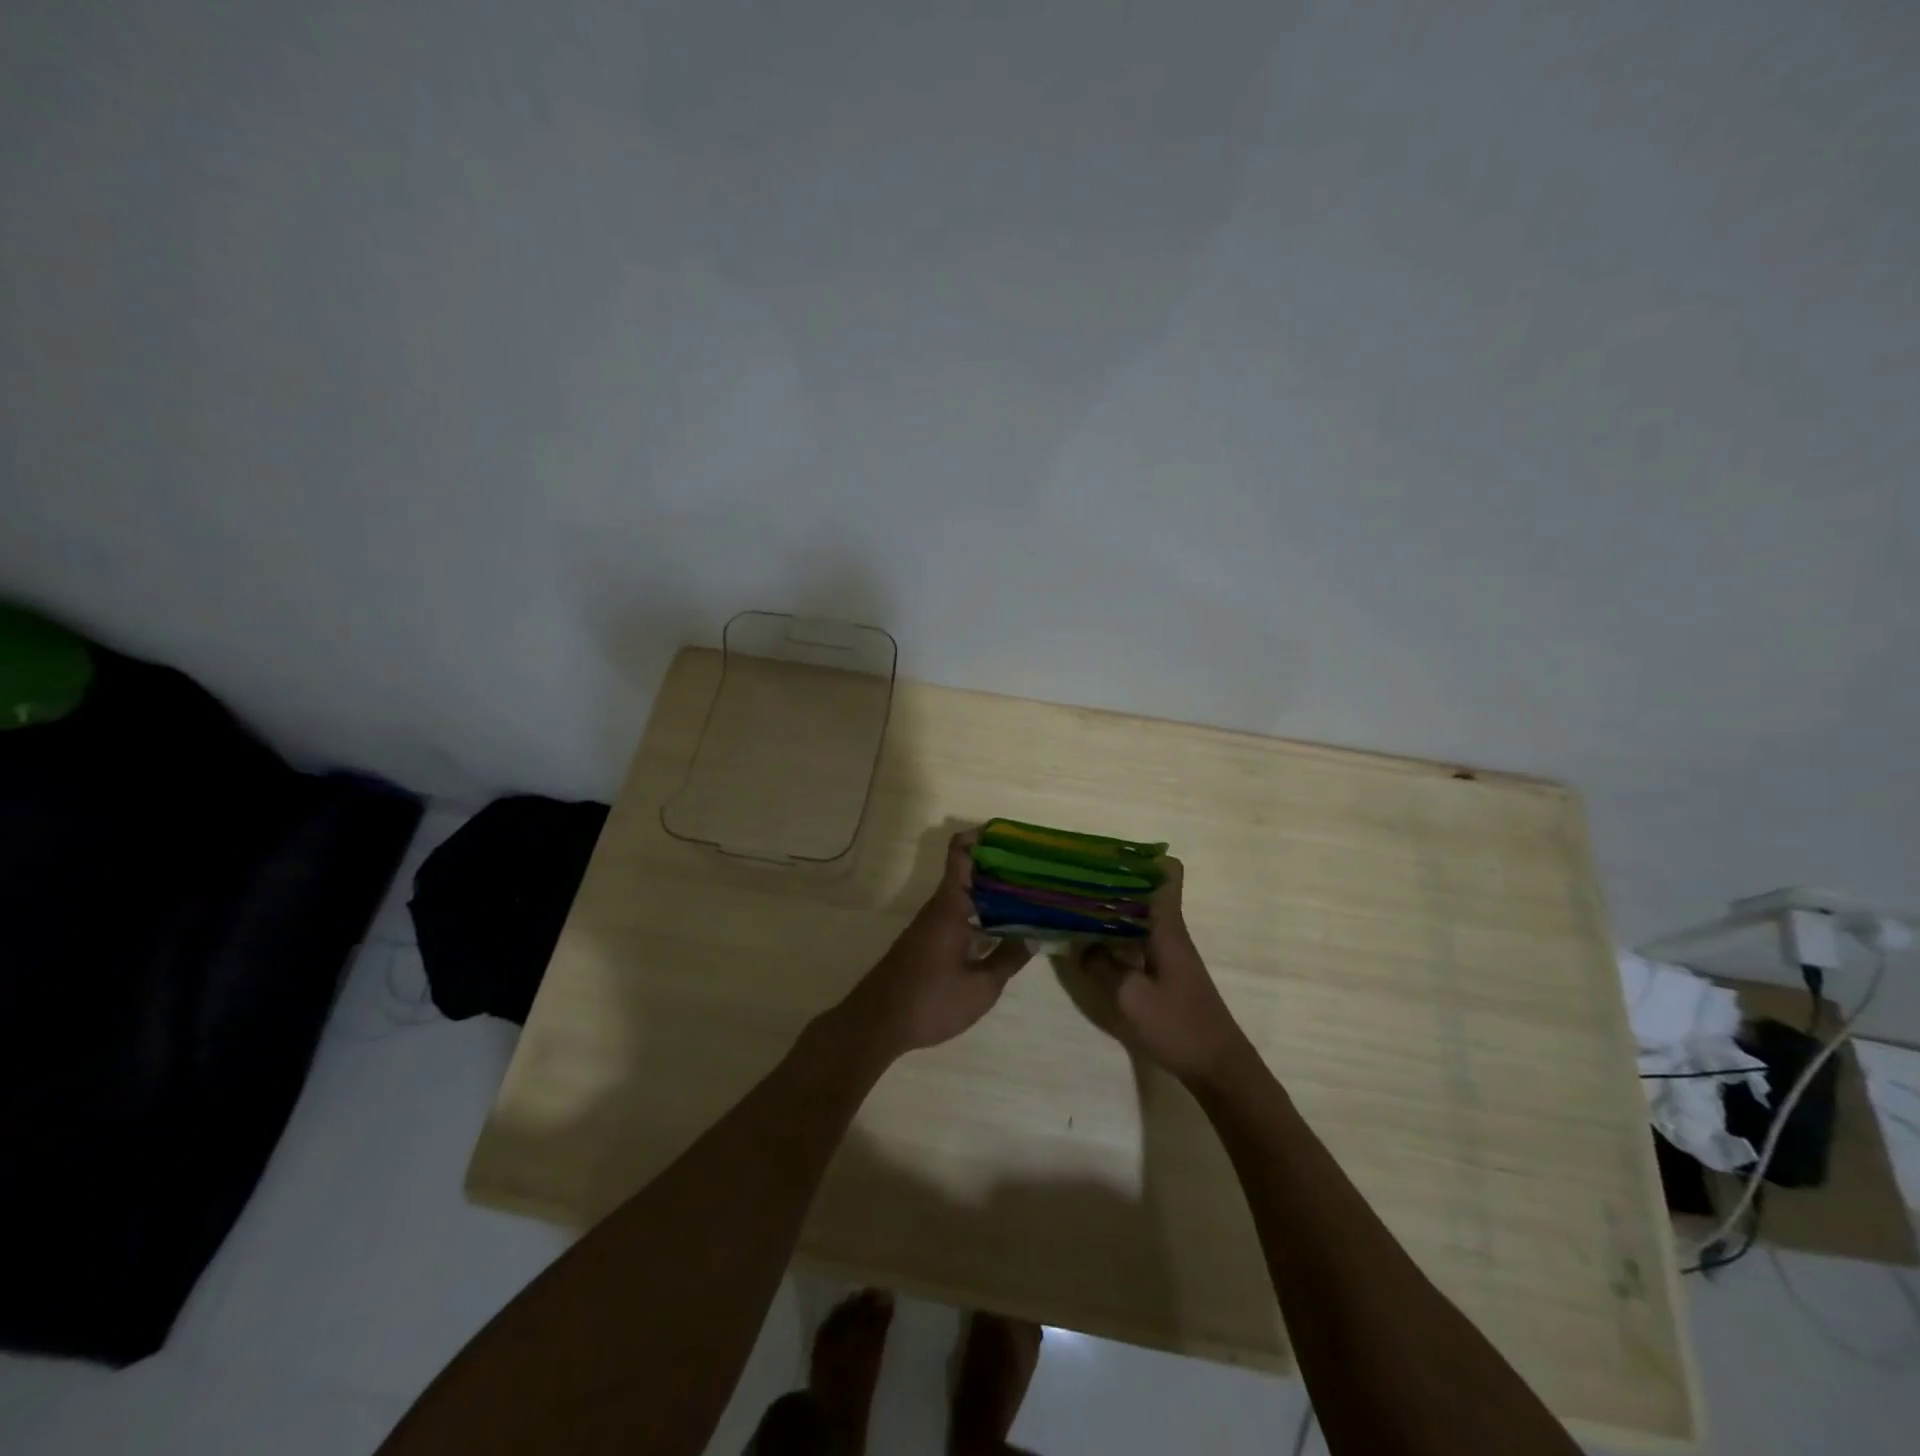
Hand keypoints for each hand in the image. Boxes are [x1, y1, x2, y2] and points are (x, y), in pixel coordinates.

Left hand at [842, 831, 1032, 1057]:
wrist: (876, 1024)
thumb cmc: (930, 1000)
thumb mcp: (980, 987)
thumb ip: (1007, 960)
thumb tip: (1032, 936)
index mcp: (949, 906)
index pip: (960, 854)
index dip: (981, 837)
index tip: (1010, 834)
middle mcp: (938, 909)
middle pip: (969, 875)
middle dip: (1001, 870)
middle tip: (1037, 874)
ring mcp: (930, 927)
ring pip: (965, 898)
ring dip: (993, 897)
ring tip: (1030, 902)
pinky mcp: (927, 945)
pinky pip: (959, 918)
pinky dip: (981, 917)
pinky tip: (1003, 934)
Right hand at [1080, 858, 1252, 1084]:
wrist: (1219, 1068)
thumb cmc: (1178, 1026)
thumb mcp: (1130, 996)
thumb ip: (1101, 966)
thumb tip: (1080, 945)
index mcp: (1167, 927)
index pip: (1168, 873)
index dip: (1141, 858)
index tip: (1106, 856)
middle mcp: (1170, 932)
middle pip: (1147, 889)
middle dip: (1113, 880)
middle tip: (1074, 880)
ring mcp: (1170, 952)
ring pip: (1140, 914)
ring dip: (1112, 907)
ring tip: (1075, 905)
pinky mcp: (1166, 971)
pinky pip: (1139, 937)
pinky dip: (1117, 932)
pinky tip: (1093, 943)